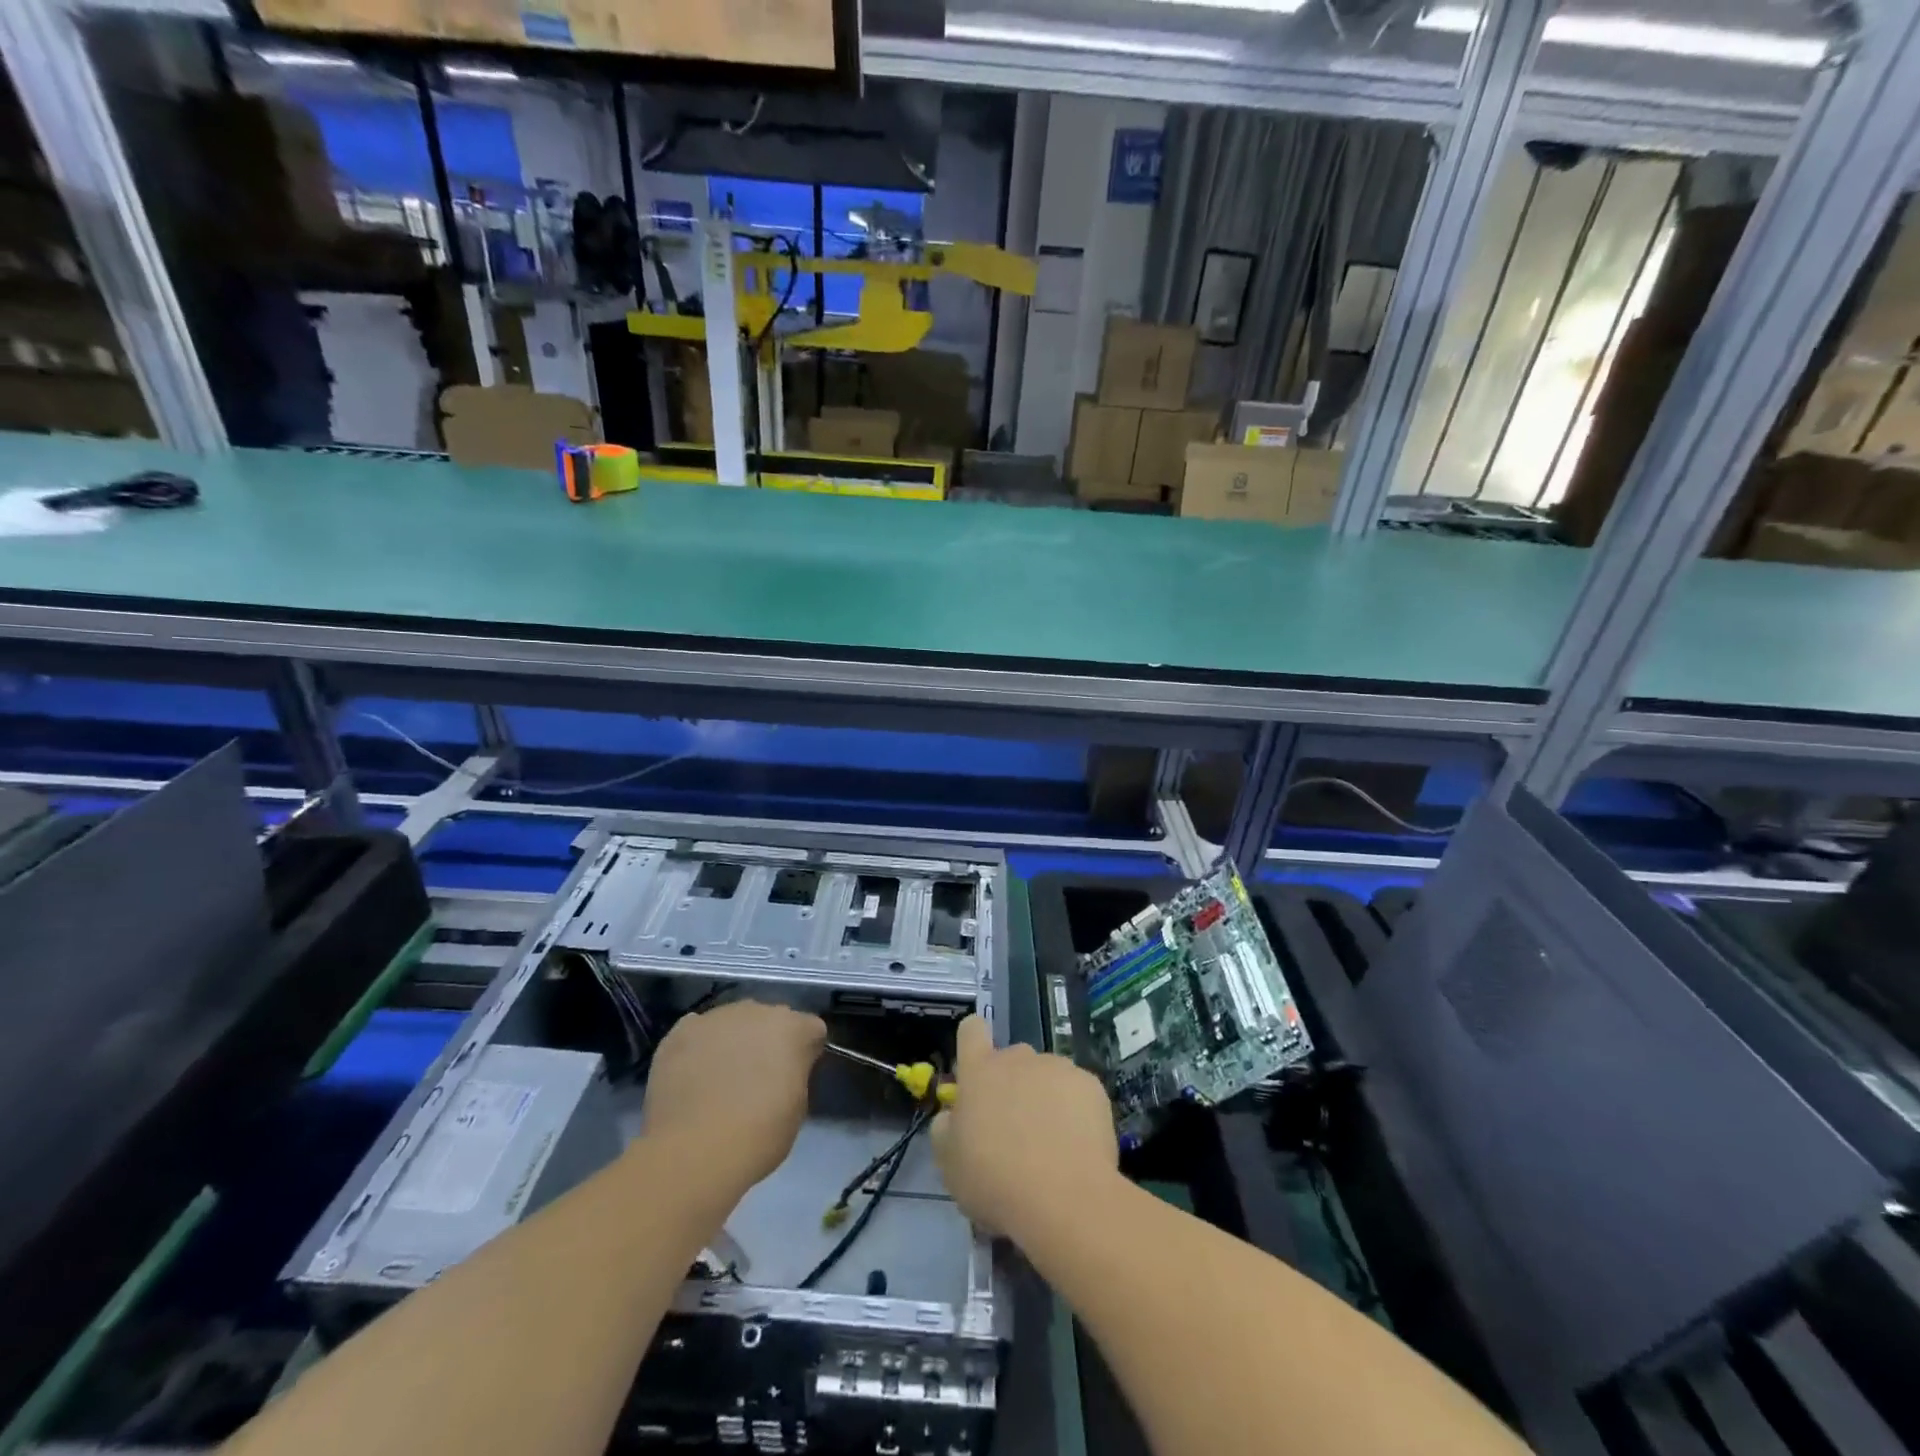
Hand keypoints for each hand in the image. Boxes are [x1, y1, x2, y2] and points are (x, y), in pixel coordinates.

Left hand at [642, 1000, 825, 1193]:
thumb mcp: (797, 1108)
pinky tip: (693, 1073)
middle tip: (758, 1077)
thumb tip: (781, 1072)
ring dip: (733, 1041)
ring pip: (733, 1022)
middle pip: (770, 1019)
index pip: (811, 1029)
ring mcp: (716, 1017)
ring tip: (720, 1077)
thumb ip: (794, 1075)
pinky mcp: (681, 1031)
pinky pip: (697, 1031)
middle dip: (768, 1041)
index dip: (805, 1052)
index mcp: (793, 1028)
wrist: (694, 1151)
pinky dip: (699, 1047)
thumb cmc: (758, 1135)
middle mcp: (757, 1011)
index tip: (796, 1076)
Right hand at [930, 1016, 1118, 1237]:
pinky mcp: (1091, 1085)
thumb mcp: (950, 1163)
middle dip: (1012, 1085)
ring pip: (1046, 1075)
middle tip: (1014, 1130)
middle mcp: (1018, 1058)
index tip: (977, 1072)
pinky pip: (1077, 1092)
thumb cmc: (995, 1179)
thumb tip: (952, 1116)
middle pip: (1012, 1059)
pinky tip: (1077, 1146)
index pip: (971, 1030)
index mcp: (980, 1070)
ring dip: (1044, 1098)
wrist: (1063, 1197)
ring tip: (1051, 1144)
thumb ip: (946, 1128)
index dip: (972, 1043)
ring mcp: (1057, 1067)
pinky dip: (1075, 1111)